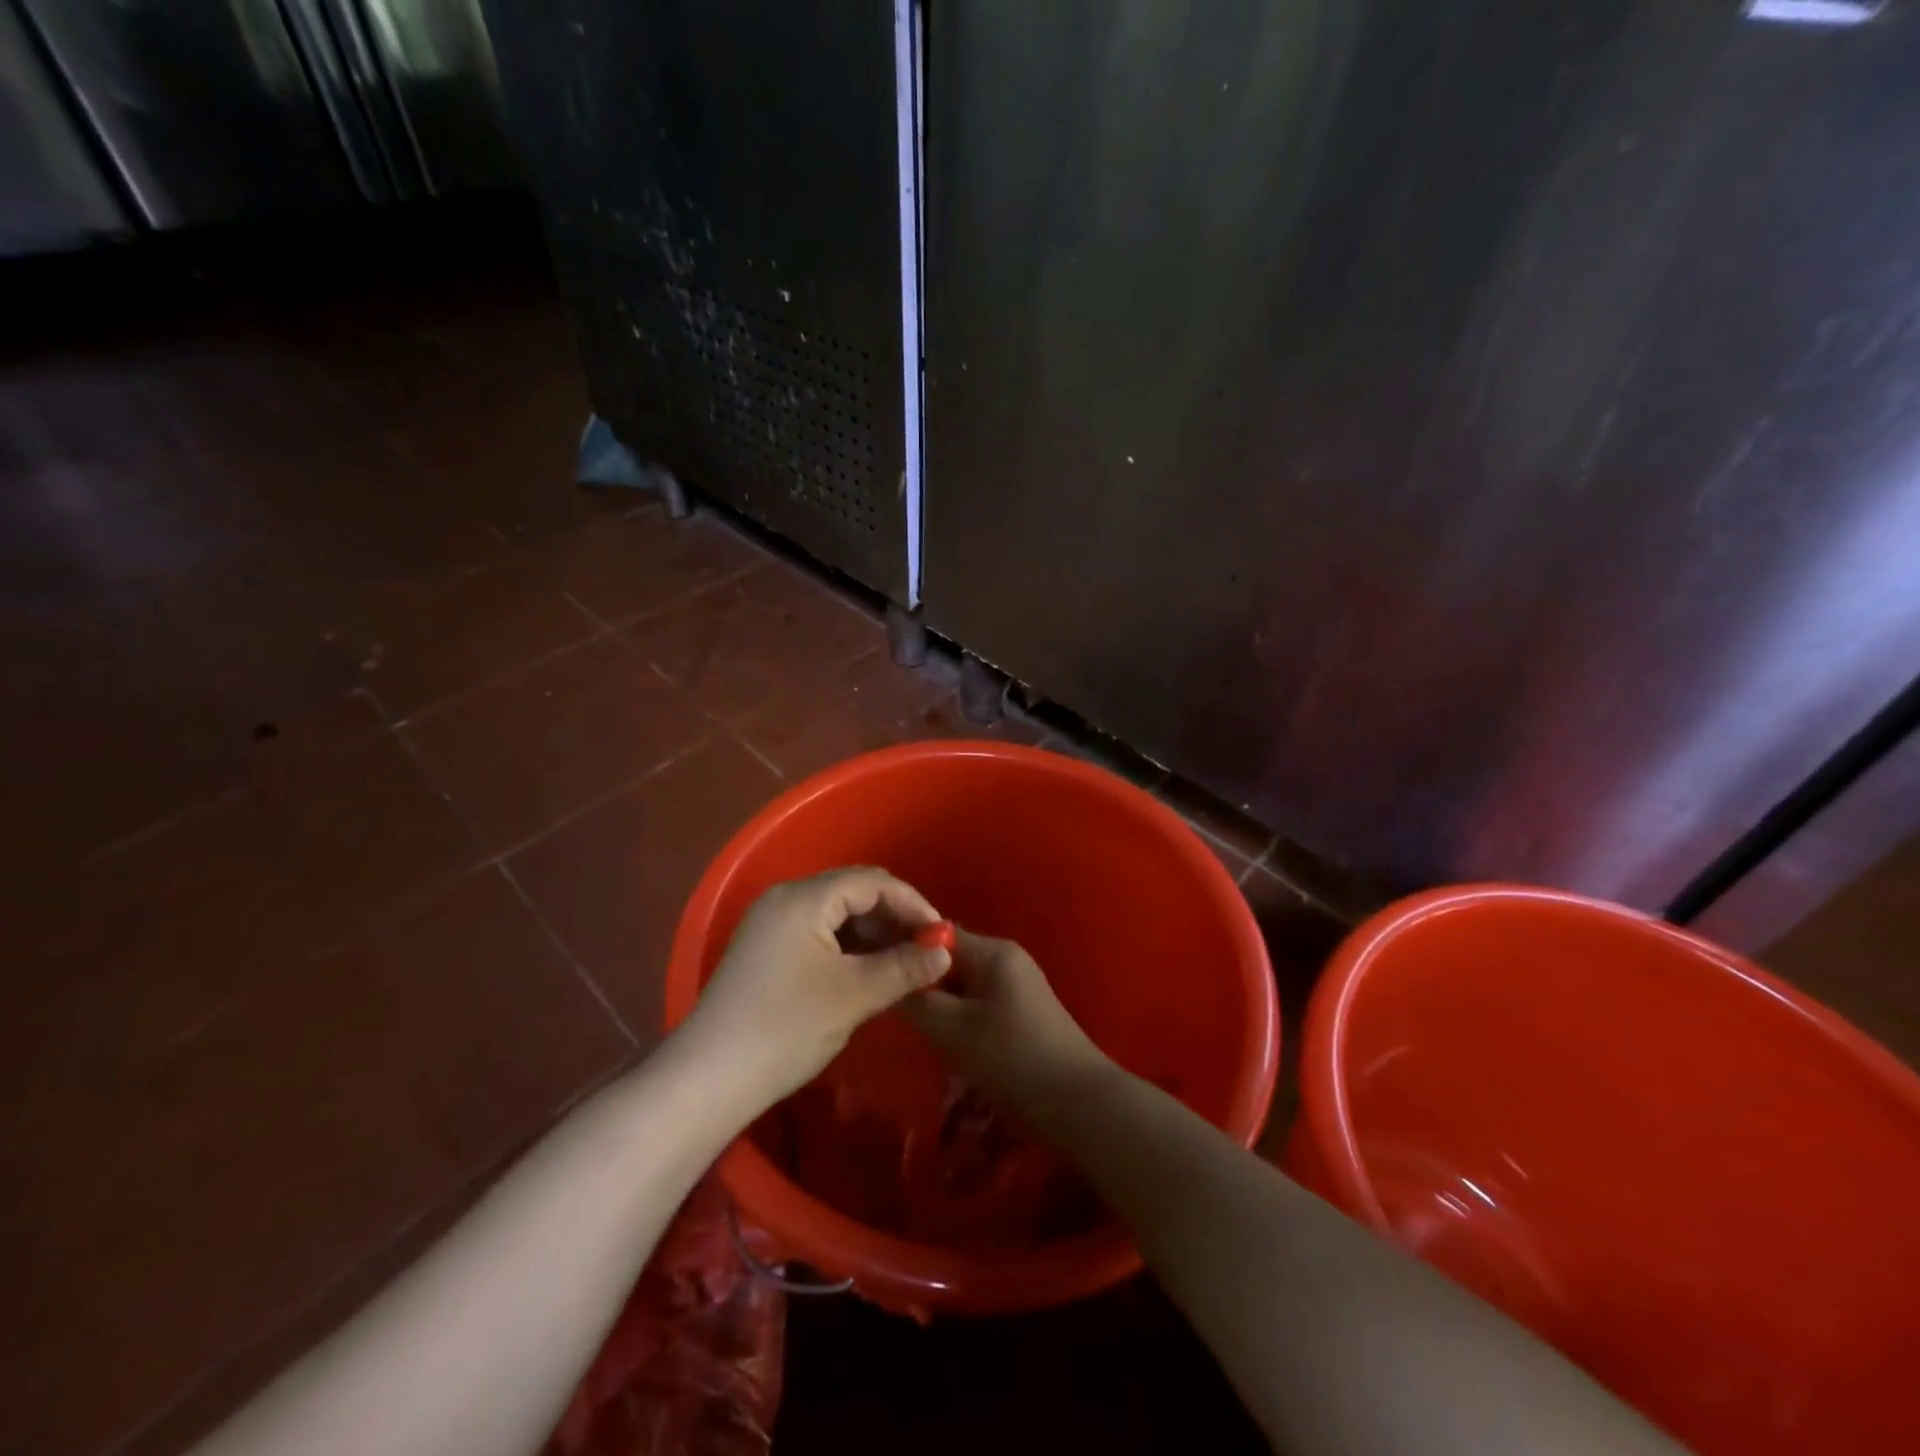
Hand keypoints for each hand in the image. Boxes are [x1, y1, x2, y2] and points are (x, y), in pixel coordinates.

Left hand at [678, 867, 951, 1107]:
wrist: (708, 1078)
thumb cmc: (786, 1028)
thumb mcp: (854, 996)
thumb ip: (904, 968)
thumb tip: (945, 952)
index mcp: (804, 898)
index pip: (872, 882)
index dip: (912, 904)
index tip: (941, 936)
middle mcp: (785, 899)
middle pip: (853, 892)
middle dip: (894, 917)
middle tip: (925, 951)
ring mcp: (771, 924)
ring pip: (836, 914)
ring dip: (872, 934)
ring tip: (901, 965)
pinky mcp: (765, 949)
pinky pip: (818, 932)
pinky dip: (848, 947)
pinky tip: (866, 973)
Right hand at [901, 929, 1111, 1111]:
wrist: (1080, 1104)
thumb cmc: (1013, 1060)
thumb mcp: (953, 1030)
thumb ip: (916, 999)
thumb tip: (888, 976)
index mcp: (992, 951)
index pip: (935, 933)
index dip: (902, 946)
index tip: (872, 966)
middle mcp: (1006, 958)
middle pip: (948, 957)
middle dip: (919, 978)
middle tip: (887, 1001)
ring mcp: (1017, 984)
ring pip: (961, 982)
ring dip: (938, 1000)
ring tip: (910, 1023)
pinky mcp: (1021, 1010)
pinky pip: (977, 1000)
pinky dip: (957, 1014)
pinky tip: (943, 1039)